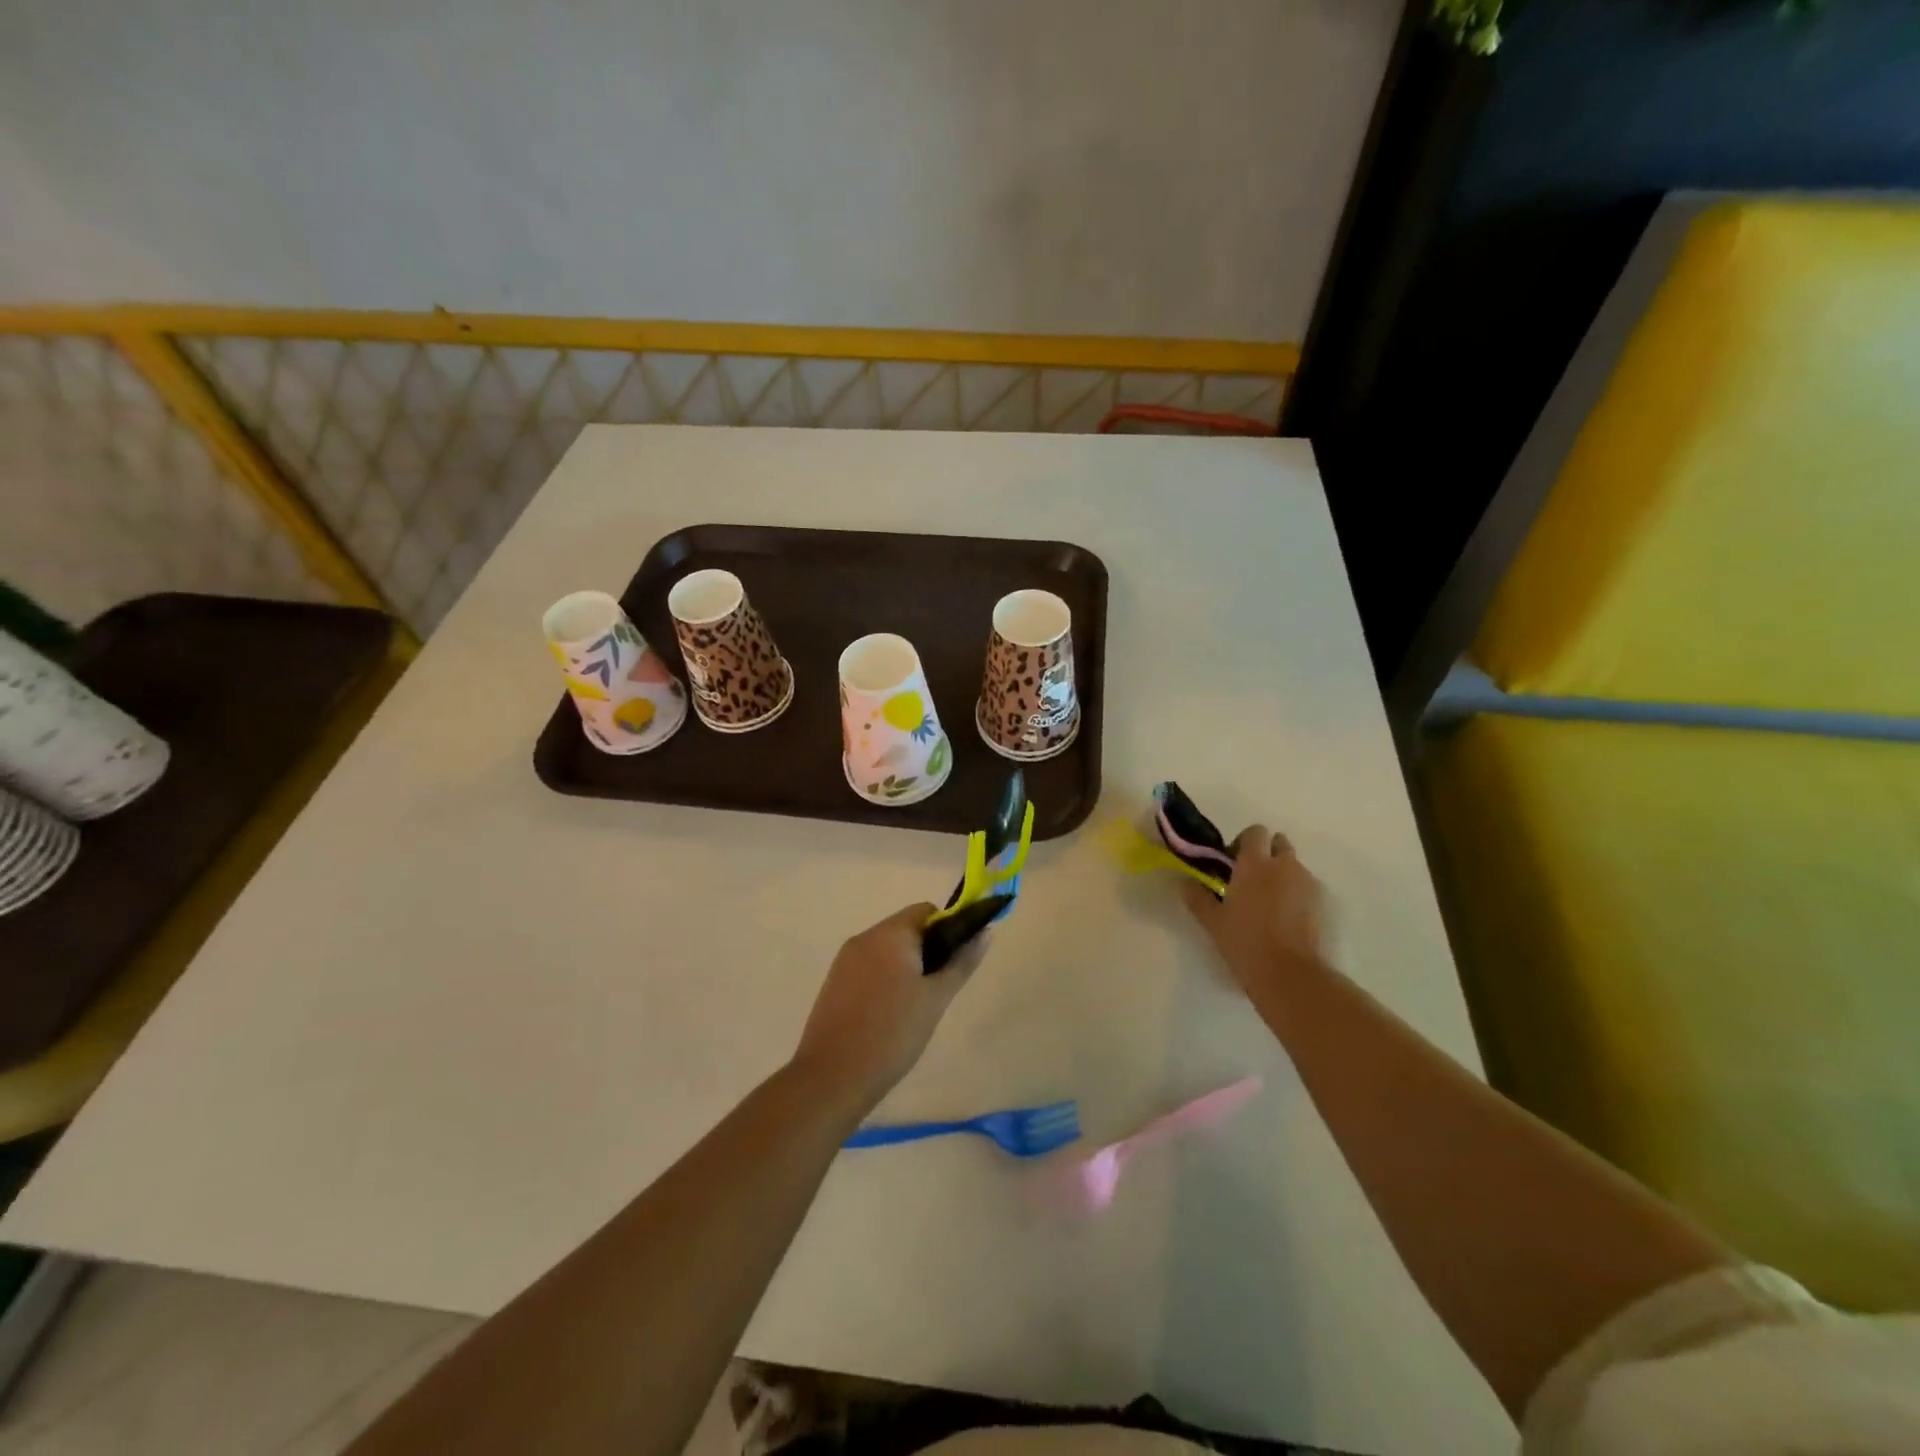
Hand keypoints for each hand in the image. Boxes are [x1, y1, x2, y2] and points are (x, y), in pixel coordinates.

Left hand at [790, 903, 988, 1113]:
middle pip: (906, 930)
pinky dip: (885, 982)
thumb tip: (986, 931)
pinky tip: (889, 1018)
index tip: (954, 964)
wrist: (832, 1078)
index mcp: (889, 933)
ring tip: (915, 1010)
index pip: (927, 911)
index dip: (948, 930)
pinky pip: (869, 969)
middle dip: (927, 953)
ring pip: (887, 951)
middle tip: (937, 993)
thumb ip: (962, 962)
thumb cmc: (893, 1033)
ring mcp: (844, 960)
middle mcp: (864, 937)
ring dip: (906, 969)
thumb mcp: (936, 998)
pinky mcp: (833, 983)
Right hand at [1181, 825, 1326, 996]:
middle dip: (1268, 854)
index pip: (1255, 832)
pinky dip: (1298, 894)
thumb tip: (1184, 883)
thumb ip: (1198, 898)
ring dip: (1283, 875)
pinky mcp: (1325, 904)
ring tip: (1270, 904)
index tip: (1233, 863)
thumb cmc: (1246, 943)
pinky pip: (1308, 888)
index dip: (1244, 843)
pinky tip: (1288, 920)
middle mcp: (1284, 866)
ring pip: (1295, 867)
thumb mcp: (1213, 922)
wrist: (1291, 975)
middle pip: (1280, 843)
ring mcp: (1308, 883)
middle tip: (1252, 879)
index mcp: (1255, 864)